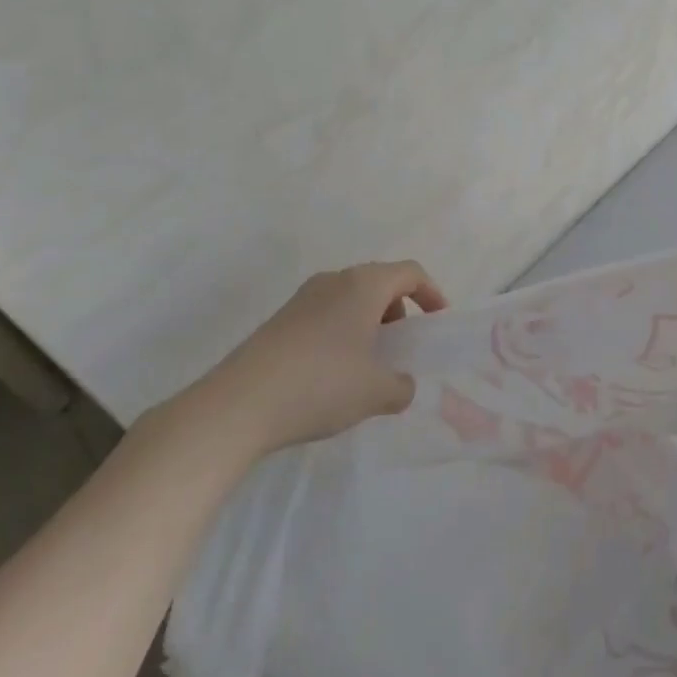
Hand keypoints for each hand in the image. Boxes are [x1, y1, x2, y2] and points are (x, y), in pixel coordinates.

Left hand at [181, 262, 447, 455]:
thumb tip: (401, 384)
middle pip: (379, 282)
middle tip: (402, 347)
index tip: (438, 322)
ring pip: (350, 298)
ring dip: (368, 323)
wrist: (238, 405)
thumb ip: (401, 386)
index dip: (432, 293)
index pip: (410, 272)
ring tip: (368, 365)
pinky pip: (326, 314)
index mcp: (364, 284)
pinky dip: (342, 332)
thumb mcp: (375, 392)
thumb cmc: (320, 385)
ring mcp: (303, 297)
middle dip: (398, 311)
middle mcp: (335, 280)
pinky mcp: (280, 319)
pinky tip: (333, 373)